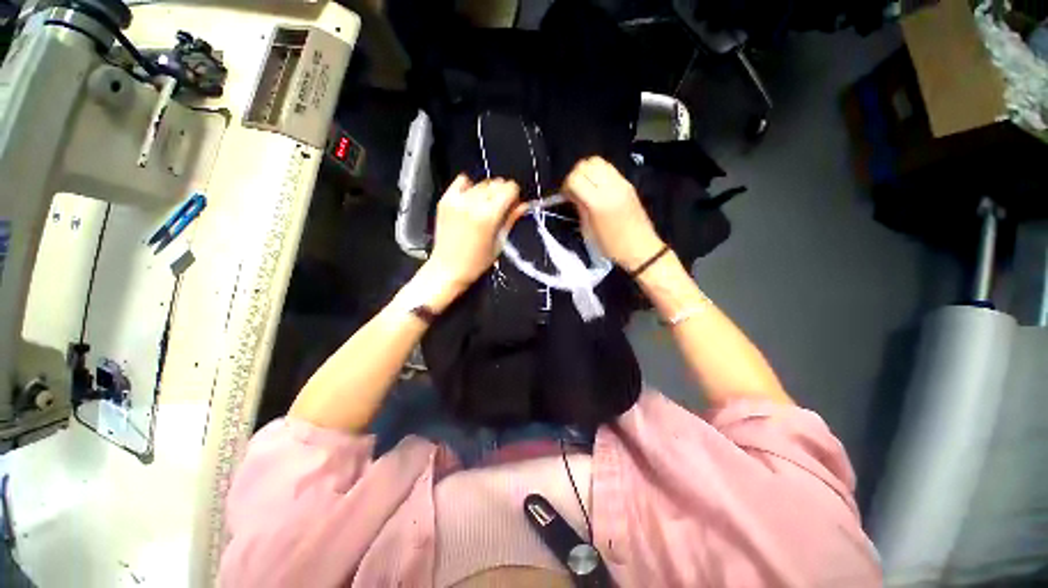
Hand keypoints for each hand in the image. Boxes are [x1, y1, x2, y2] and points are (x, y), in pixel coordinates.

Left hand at [422, 176, 524, 304]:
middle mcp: (473, 203)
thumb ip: (511, 220)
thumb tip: (523, 205)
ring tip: (484, 208)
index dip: (514, 195)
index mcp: (489, 216)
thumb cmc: (476, 262)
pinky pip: (462, 181)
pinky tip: (471, 200)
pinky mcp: (445, 200)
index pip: (509, 188)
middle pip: (496, 184)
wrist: (448, 268)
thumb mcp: (499, 242)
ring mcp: (457, 200)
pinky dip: (469, 187)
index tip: (513, 203)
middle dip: (502, 193)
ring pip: (481, 183)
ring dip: (487, 192)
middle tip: (500, 208)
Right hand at [563, 157, 663, 270]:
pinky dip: (598, 173)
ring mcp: (621, 183)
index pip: (575, 178)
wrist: (640, 248)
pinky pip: (609, 168)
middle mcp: (610, 188)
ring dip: (587, 171)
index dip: (566, 185)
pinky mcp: (628, 184)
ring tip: (585, 186)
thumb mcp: (588, 230)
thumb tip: (572, 195)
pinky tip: (597, 187)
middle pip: (586, 165)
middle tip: (574, 190)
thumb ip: (579, 208)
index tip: (566, 196)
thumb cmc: (611, 246)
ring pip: (598, 161)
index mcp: (598, 203)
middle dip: (576, 174)